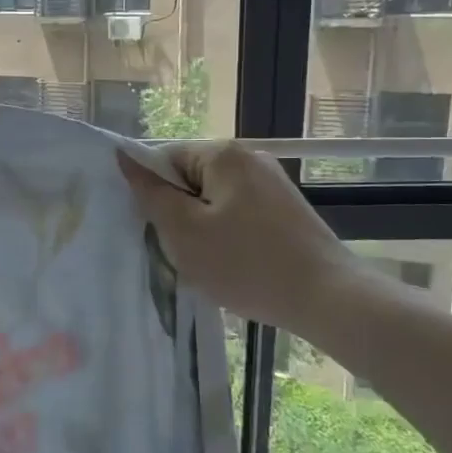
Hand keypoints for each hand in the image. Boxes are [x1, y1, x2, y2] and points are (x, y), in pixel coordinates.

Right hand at [117, 141, 359, 335]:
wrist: (328, 298)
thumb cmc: (246, 263)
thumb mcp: (184, 232)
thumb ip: (151, 193)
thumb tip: (124, 156)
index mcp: (223, 154)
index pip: (164, 159)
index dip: (154, 194)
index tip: (160, 229)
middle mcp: (249, 157)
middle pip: (190, 178)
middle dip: (179, 213)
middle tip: (183, 250)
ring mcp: (272, 182)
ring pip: (213, 200)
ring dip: (202, 228)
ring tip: (210, 262)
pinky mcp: (286, 209)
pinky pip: (238, 213)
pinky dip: (228, 236)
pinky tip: (235, 264)